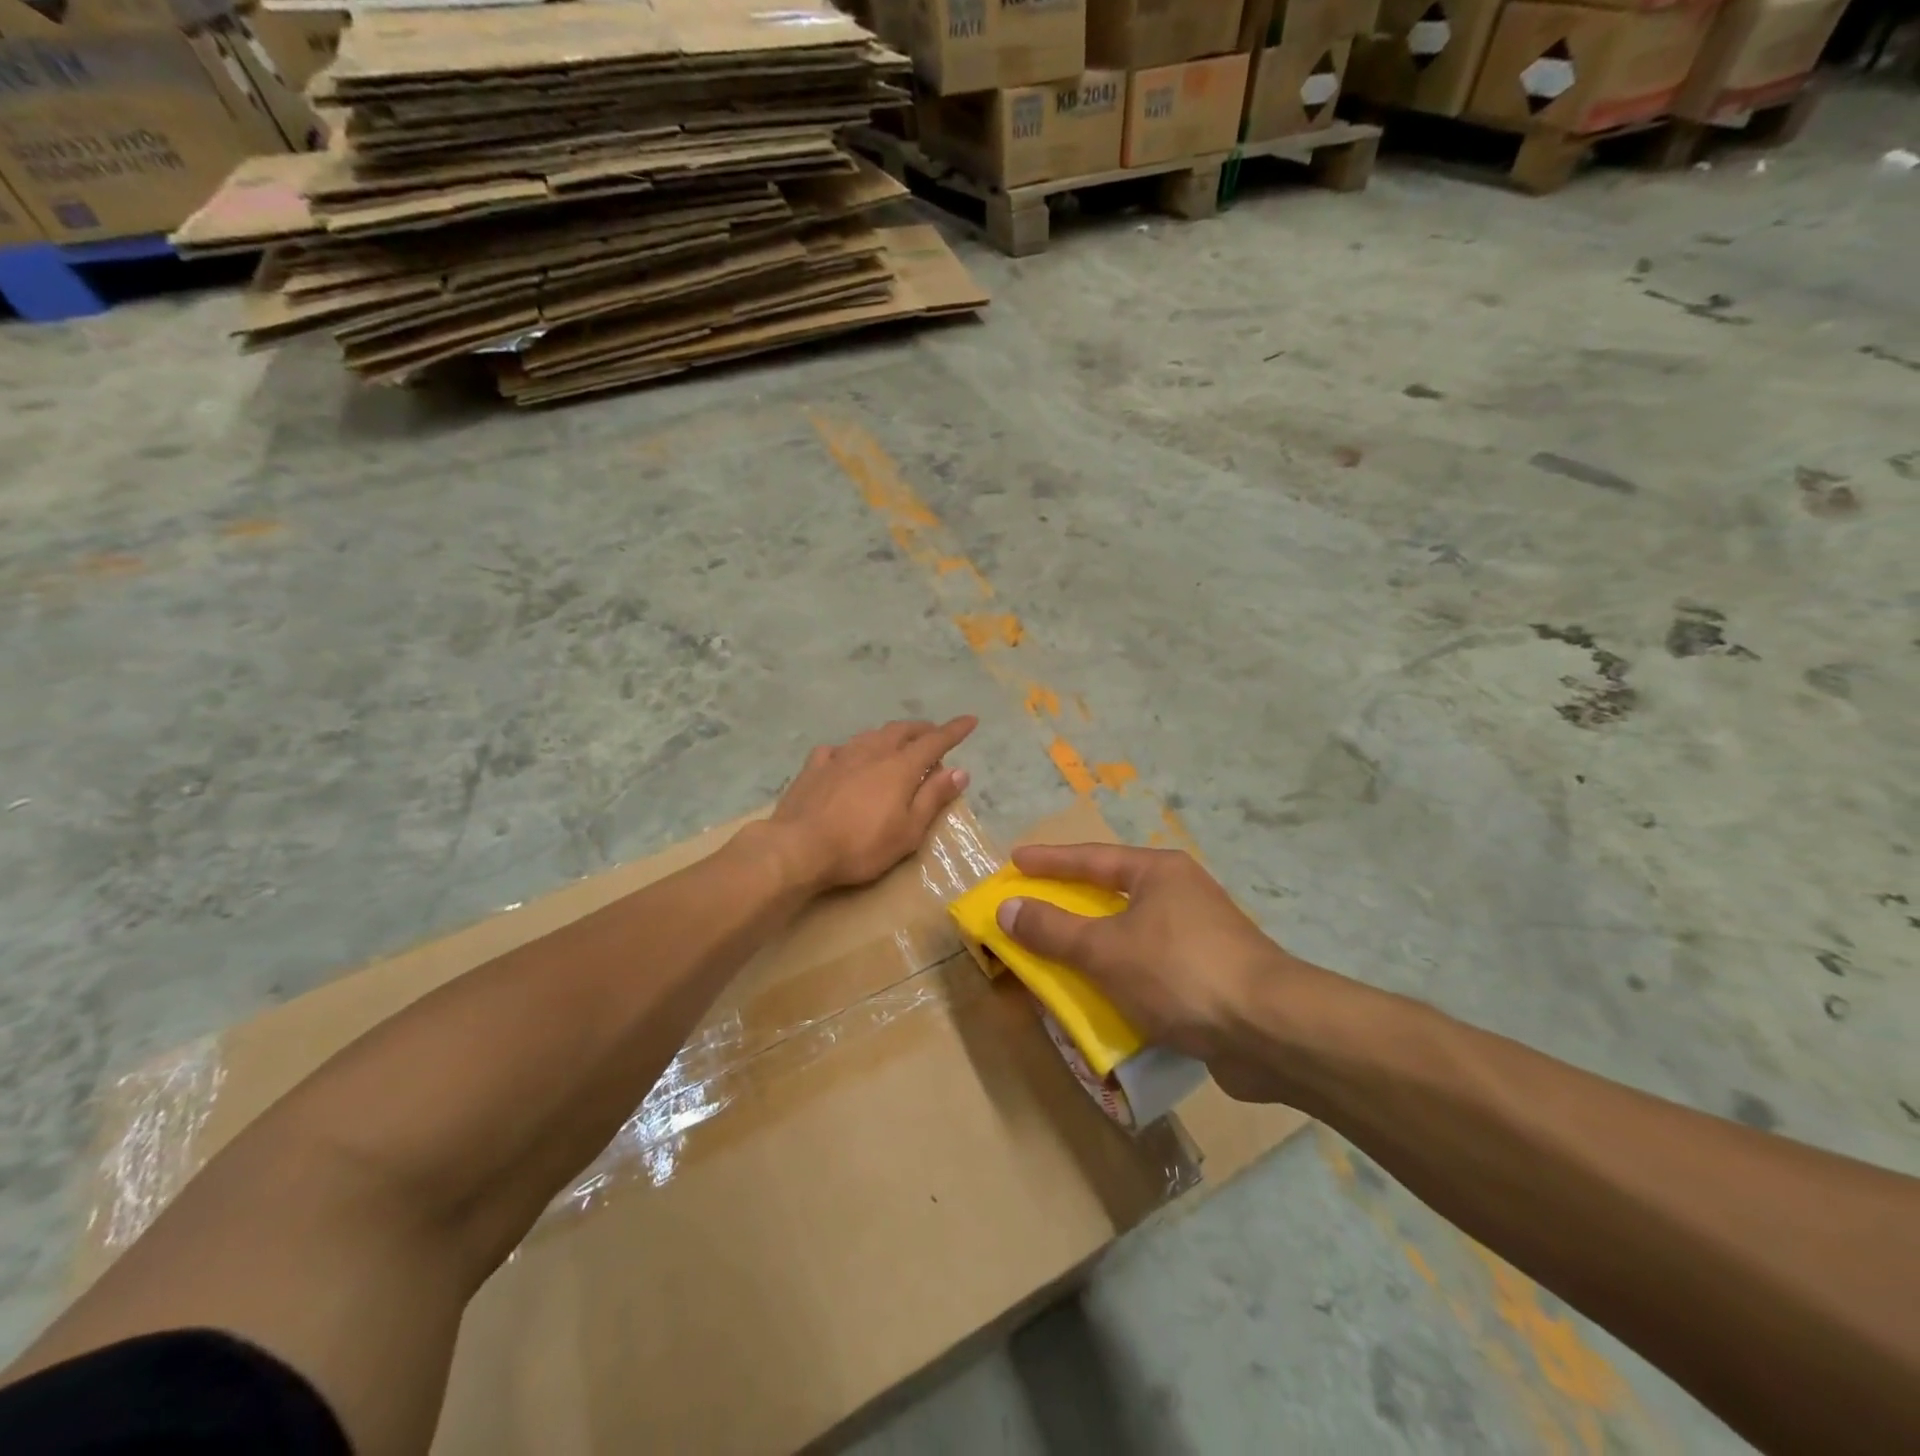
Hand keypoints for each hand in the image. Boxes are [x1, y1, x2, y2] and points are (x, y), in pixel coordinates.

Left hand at [770, 716, 977, 891]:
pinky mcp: (814, 767)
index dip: (954, 730)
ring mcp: (840, 756)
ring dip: (889, 736)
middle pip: (902, 731)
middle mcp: (872, 752)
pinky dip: (852, 750)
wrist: (798, 848)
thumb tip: (959, 771)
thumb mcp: (908, 831)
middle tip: (933, 736)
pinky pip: (838, 749)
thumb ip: (933, 797)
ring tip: (896, 744)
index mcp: (900, 767)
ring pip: (871, 735)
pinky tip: (847, 759)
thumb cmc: (861, 846)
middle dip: (922, 729)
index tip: (970, 720)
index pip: (934, 741)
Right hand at [997, 843, 1335, 1104]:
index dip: (1049, 861)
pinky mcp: (1210, 976)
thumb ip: (1052, 930)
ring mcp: (1199, 935)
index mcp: (1158, 873)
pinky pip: (1149, 966)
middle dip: (1071, 902)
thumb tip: (1007, 908)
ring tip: (1059, 951)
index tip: (1016, 860)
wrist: (1271, 1031)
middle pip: (1112, 892)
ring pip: (1131, 932)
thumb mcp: (1105, 950)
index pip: (1091, 859)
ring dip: (1094, 944)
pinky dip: (1120, 975)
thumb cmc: (1180, 973)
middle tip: (1033, 904)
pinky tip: (1102, 995)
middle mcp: (1181, 894)